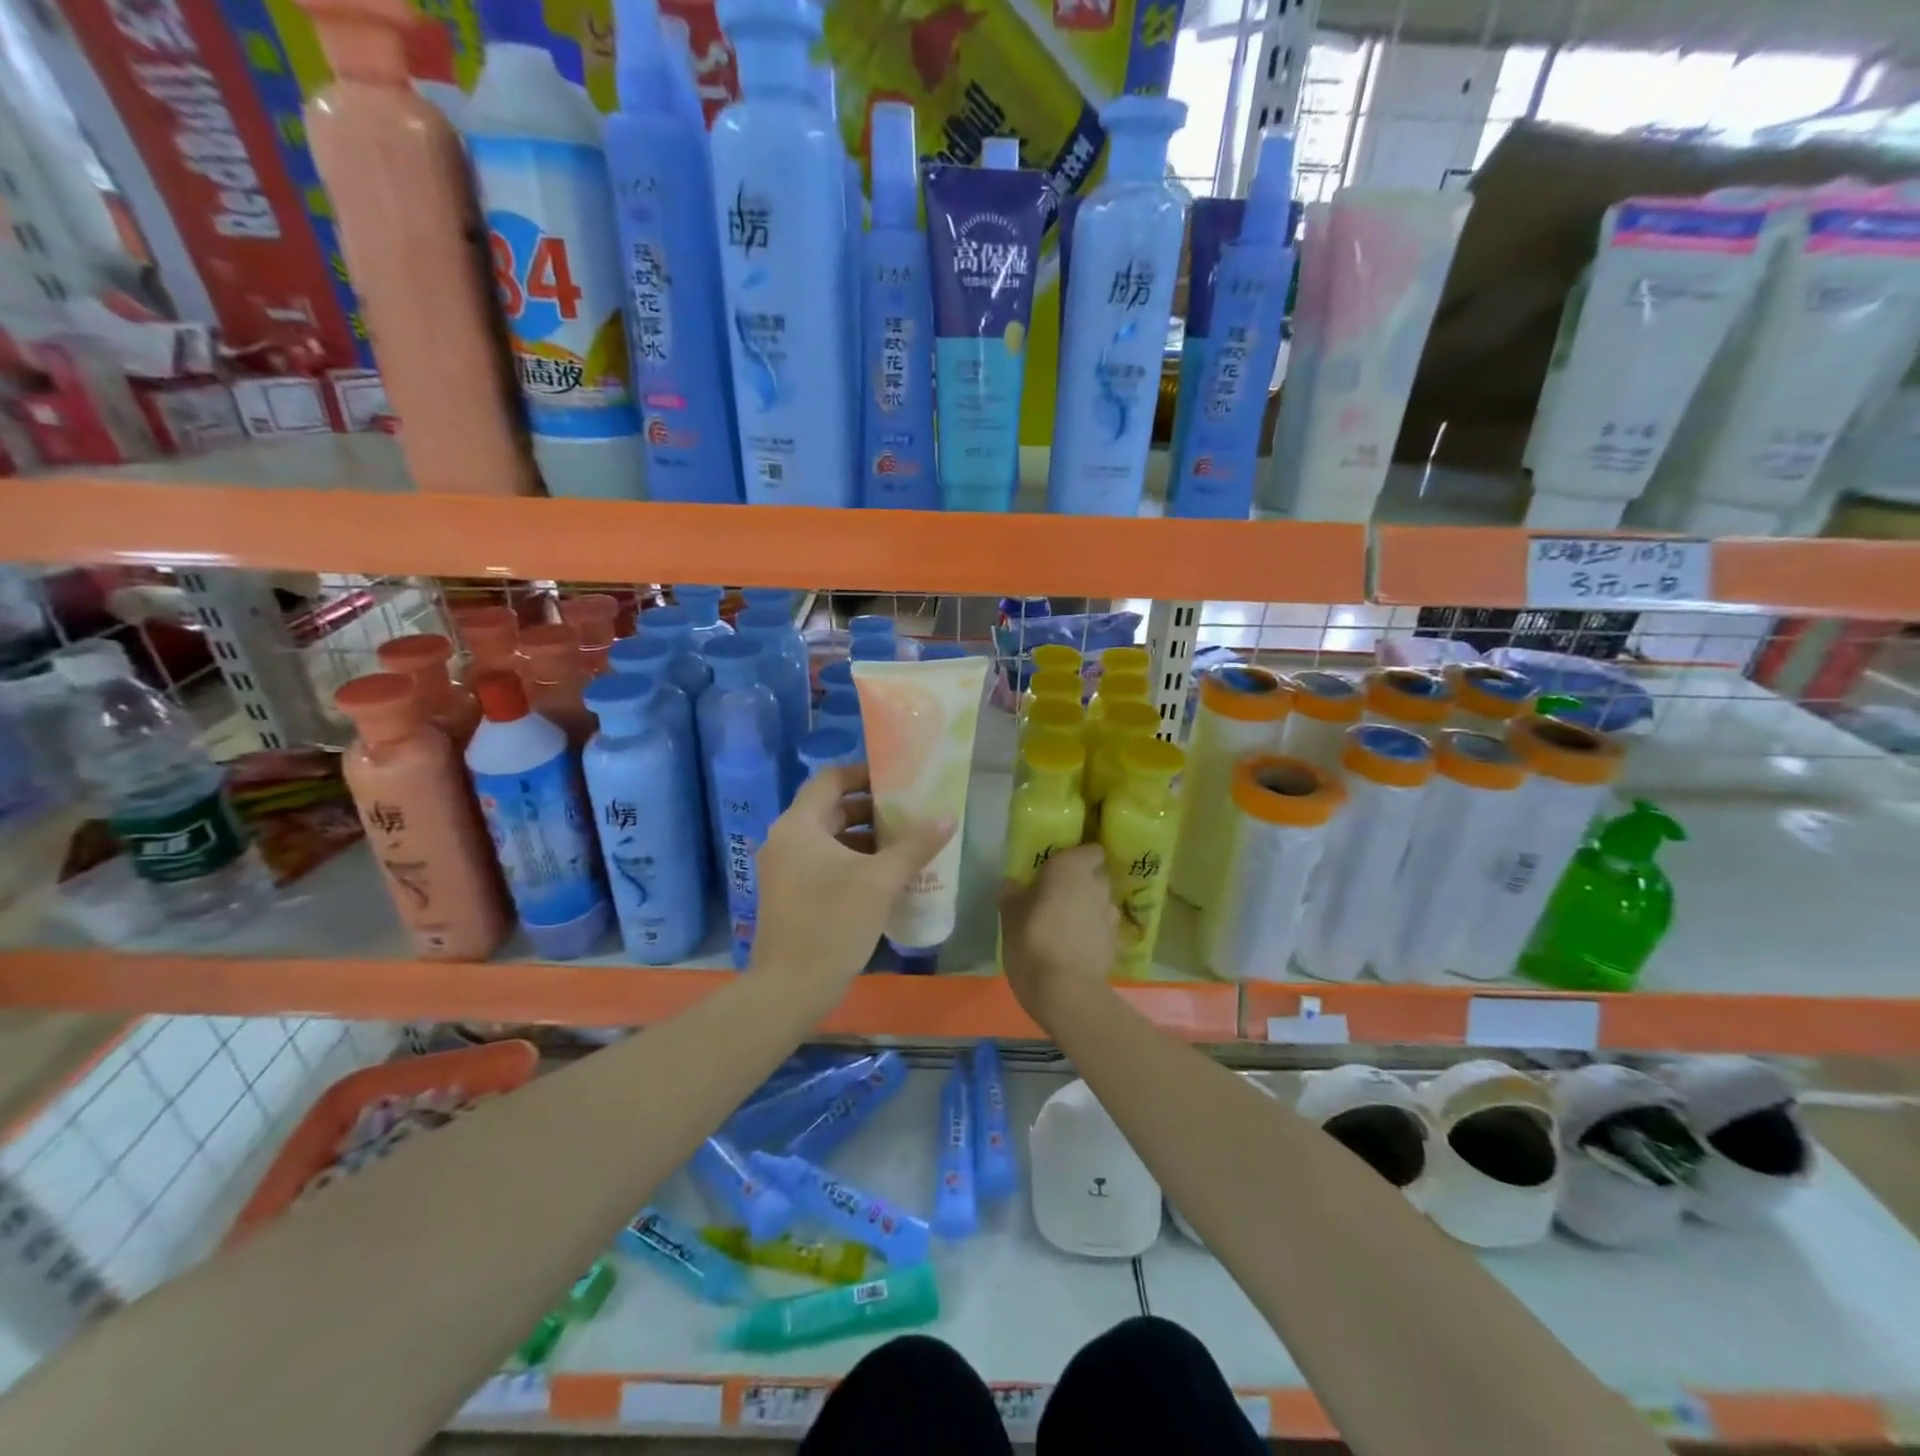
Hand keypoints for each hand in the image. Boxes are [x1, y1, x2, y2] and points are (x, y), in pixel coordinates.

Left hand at [750, 764, 953, 1002]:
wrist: (789, 989)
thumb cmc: (833, 923)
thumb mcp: (880, 881)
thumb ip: (915, 845)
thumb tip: (948, 816)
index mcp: (799, 826)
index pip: (830, 779)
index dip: (863, 773)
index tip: (897, 780)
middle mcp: (785, 839)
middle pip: (830, 809)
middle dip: (870, 809)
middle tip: (908, 813)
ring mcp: (783, 869)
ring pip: (828, 839)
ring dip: (863, 837)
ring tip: (903, 844)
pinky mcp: (788, 893)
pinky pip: (822, 862)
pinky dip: (850, 860)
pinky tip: (883, 876)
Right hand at [998, 844, 1117, 1026]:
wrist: (1065, 991)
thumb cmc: (1032, 941)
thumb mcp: (1009, 915)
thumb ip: (1012, 894)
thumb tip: (1013, 884)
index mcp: (1071, 868)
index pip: (1090, 850)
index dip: (1079, 857)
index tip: (1060, 868)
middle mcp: (1097, 885)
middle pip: (1096, 876)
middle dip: (1081, 884)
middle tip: (1058, 897)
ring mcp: (1111, 915)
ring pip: (1101, 903)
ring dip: (1088, 909)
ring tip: (1067, 926)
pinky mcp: (1116, 943)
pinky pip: (1103, 929)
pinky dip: (1093, 934)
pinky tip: (1076, 949)